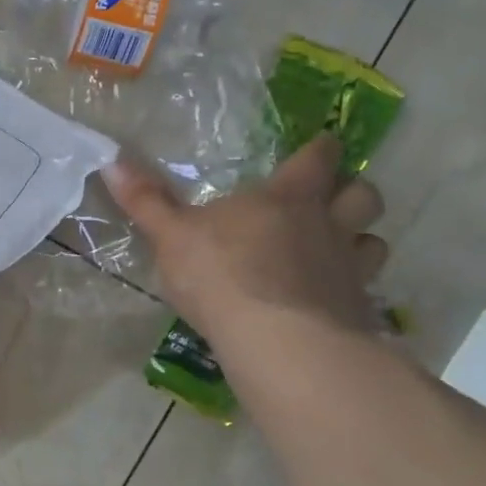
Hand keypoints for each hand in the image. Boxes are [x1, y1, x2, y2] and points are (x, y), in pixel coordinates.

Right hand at [104, 135, 388, 361]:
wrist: (277, 341)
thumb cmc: (221, 274)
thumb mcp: (171, 236)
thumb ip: (146, 201)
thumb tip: (111, 161)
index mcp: (286, 199)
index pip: (316, 160)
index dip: (320, 149)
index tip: (323, 144)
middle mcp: (327, 226)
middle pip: (363, 196)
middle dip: (354, 191)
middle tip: (337, 197)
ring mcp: (348, 270)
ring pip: (374, 242)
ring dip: (362, 240)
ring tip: (342, 249)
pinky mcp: (357, 311)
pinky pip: (368, 292)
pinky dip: (356, 290)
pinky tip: (335, 302)